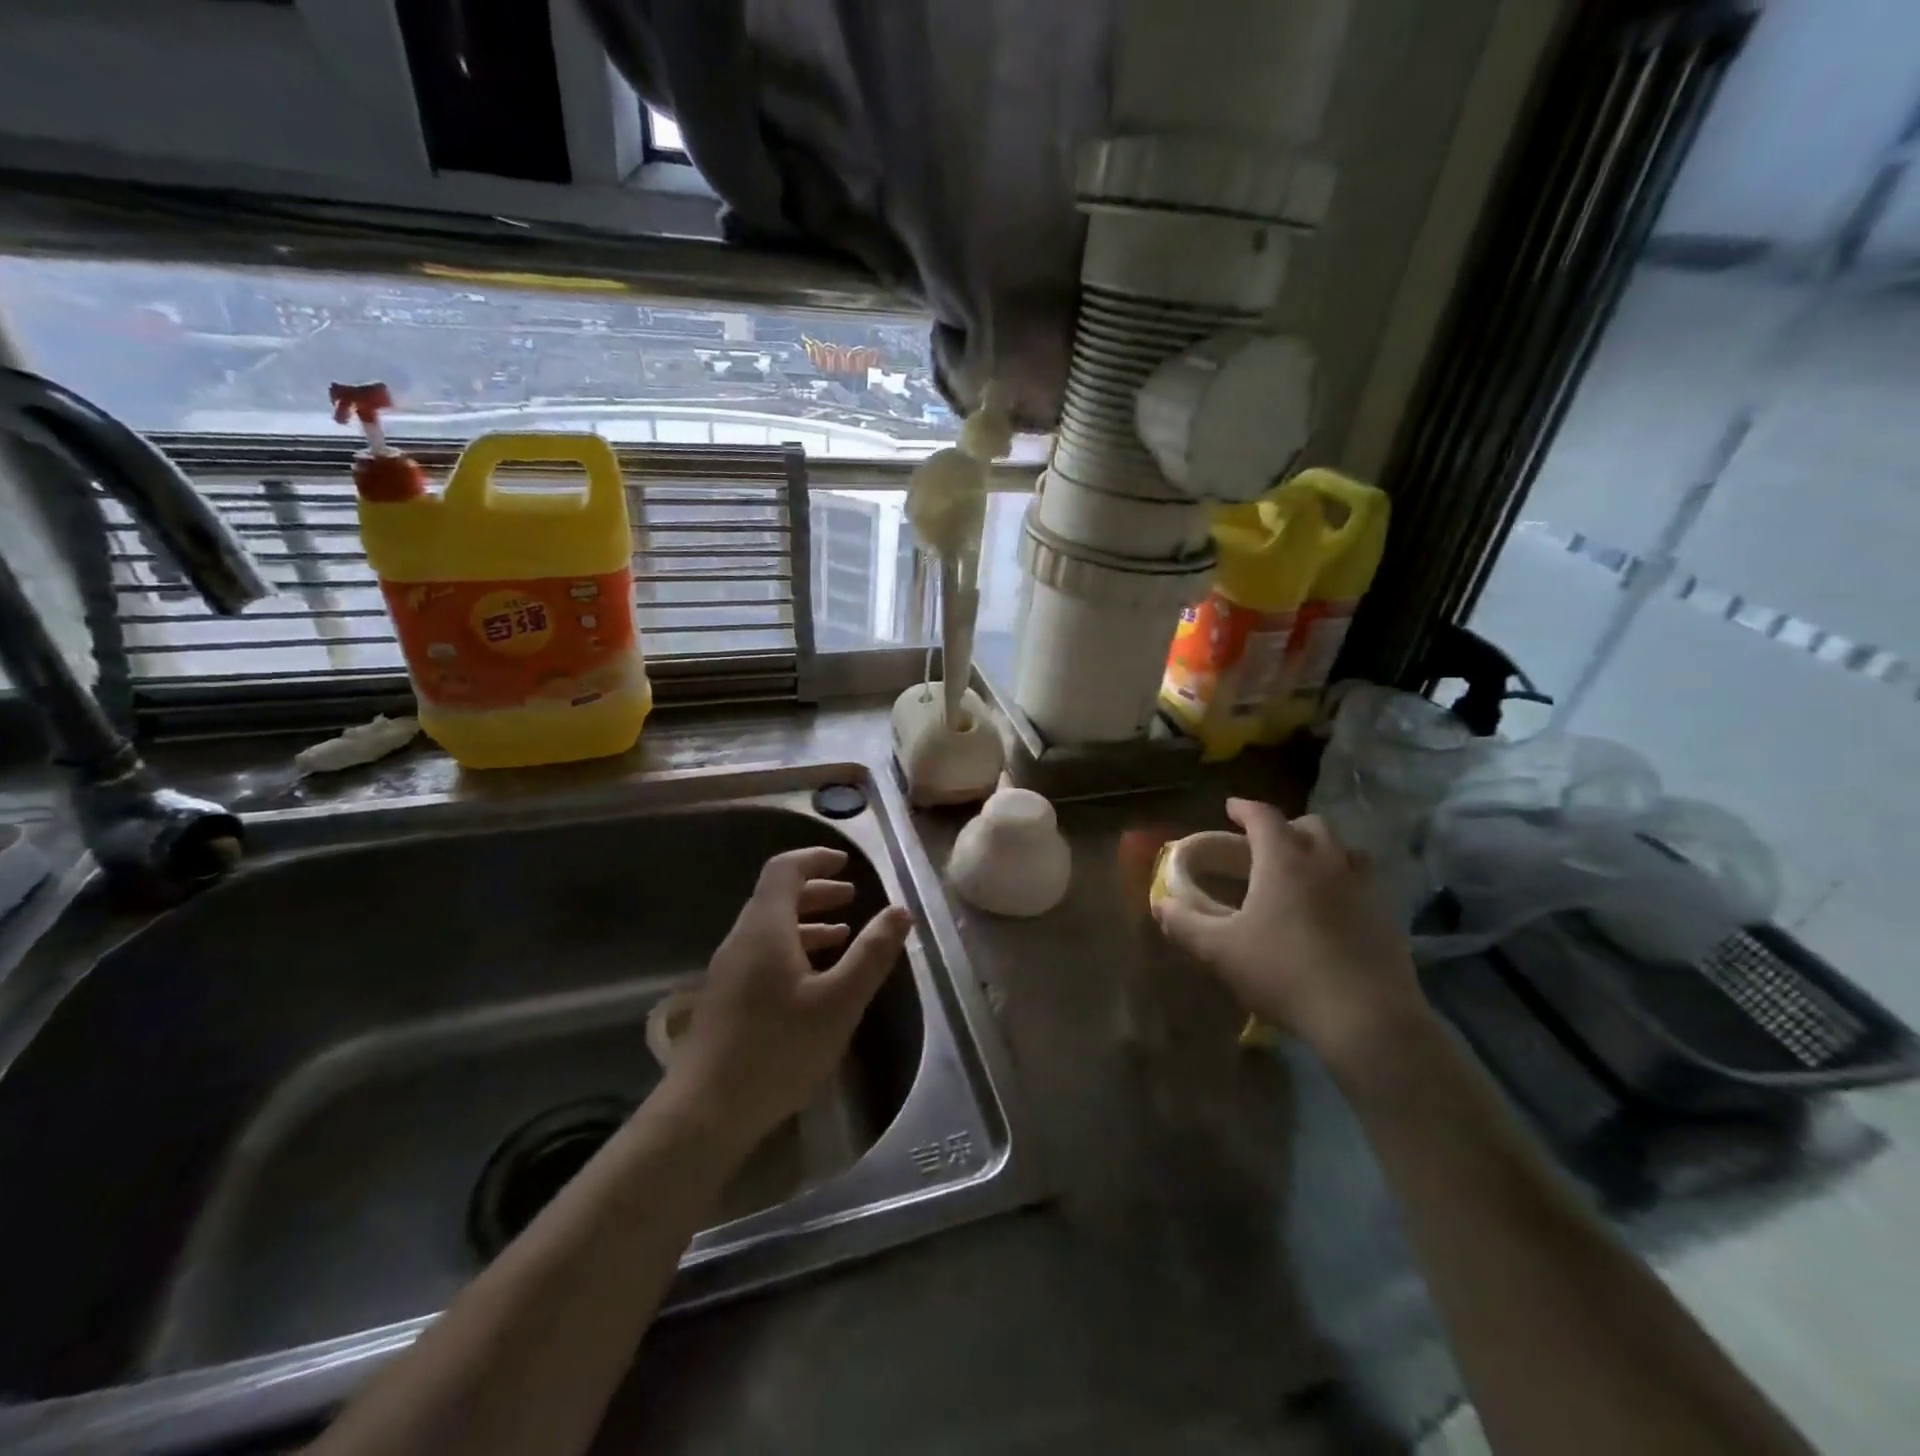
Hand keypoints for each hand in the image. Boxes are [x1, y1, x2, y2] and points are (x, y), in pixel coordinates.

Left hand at [669, 847, 912, 1142]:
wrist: (705, 1111)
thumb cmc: (778, 1049)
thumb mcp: (839, 1001)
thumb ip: (872, 953)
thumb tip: (900, 910)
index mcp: (765, 928)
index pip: (784, 870)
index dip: (815, 859)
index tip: (846, 863)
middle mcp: (742, 940)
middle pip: (777, 897)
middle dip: (816, 891)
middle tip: (851, 896)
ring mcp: (730, 970)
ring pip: (771, 928)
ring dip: (806, 922)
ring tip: (842, 934)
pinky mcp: (727, 999)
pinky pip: (764, 954)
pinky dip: (794, 949)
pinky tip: (814, 979)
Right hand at [1154, 799, 1429, 1068]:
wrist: (1367, 1019)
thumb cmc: (1284, 973)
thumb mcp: (1220, 952)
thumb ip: (1185, 924)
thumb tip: (1161, 904)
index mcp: (1285, 860)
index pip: (1263, 816)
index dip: (1244, 808)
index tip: (1230, 807)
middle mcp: (1328, 862)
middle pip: (1310, 826)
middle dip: (1285, 827)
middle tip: (1264, 844)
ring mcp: (1364, 888)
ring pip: (1344, 851)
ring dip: (1321, 851)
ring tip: (1302, 872)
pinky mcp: (1387, 917)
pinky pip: (1363, 883)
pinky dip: (1343, 882)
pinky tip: (1331, 910)